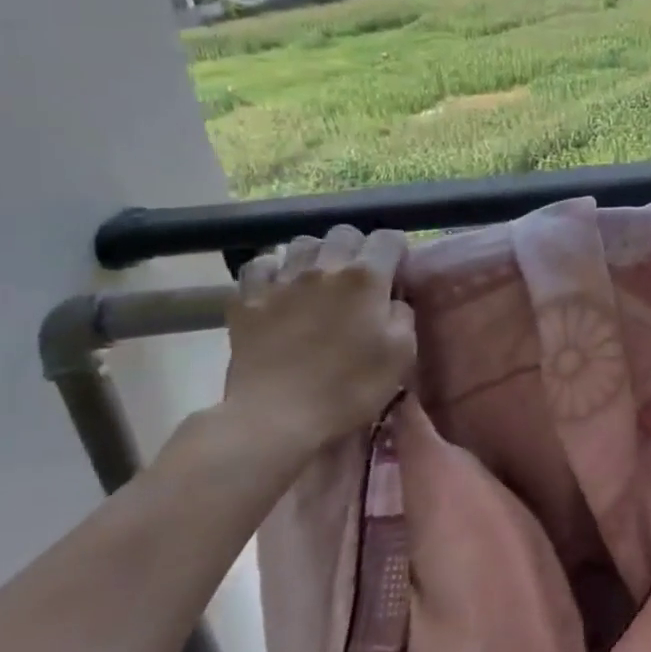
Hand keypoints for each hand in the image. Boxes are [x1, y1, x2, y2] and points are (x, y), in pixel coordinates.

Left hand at [215, 226, 416, 473]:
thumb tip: (393, 299)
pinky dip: (274, 270)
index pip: (388, 238)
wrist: (276, 418)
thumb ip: (402, 316)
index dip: (397, 251)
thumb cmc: (348, 389)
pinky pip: (261, 265)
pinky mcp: (248, 299)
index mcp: (366, 278)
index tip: (398, 273)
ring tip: (320, 280)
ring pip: (302, 243)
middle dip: (357, 248)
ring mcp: (282, 280)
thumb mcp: (401, 356)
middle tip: (360, 278)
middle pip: (344, 233)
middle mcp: (324, 267)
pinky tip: (279, 287)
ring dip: (317, 255)